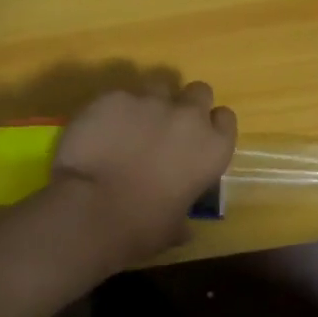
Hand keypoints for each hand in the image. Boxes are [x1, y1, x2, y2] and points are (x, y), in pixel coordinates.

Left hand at [50, 83, 237, 263]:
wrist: (92, 211)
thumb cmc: (142, 228)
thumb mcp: (174, 228)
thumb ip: (182, 217)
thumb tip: (182, 229)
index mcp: (212, 149)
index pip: (225, 119)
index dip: (211, 126)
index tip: (198, 138)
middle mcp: (188, 117)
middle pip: (198, 91)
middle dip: (185, 104)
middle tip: (166, 127)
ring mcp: (150, 102)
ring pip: (157, 87)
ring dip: (149, 104)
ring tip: (128, 127)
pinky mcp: (113, 97)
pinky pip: (118, 96)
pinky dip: (111, 111)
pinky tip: (96, 132)